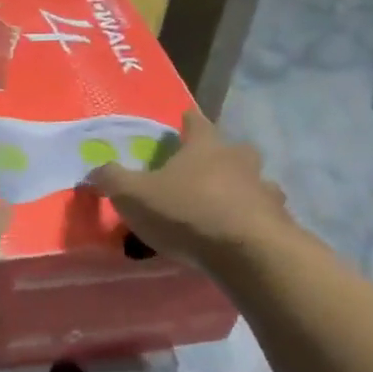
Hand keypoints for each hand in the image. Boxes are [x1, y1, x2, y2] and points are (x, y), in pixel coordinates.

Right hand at [85, 112, 293, 267]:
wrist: (247, 251)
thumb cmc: (187, 212)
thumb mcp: (134, 196)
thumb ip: (112, 180)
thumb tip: (94, 168)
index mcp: (205, 147)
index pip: (196, 122)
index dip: (188, 121)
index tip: (185, 120)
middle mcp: (239, 160)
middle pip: (233, 149)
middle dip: (221, 155)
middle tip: (205, 169)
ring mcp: (264, 189)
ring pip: (255, 181)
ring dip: (243, 188)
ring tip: (226, 205)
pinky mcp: (279, 221)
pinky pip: (265, 214)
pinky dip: (254, 219)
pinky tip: (242, 234)